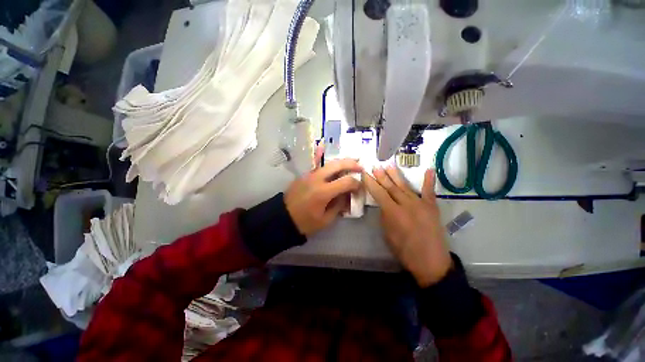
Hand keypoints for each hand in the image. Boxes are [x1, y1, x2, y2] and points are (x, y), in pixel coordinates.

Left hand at [285, 145, 361, 236]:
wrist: (283, 218)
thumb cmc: (305, 222)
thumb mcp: (326, 219)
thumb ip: (339, 205)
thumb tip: (347, 195)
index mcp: (323, 192)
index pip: (346, 182)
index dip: (356, 184)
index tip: (360, 188)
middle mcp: (316, 179)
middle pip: (337, 165)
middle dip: (351, 164)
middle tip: (360, 166)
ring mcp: (309, 175)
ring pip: (328, 163)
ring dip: (341, 161)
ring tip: (351, 161)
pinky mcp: (304, 175)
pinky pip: (317, 165)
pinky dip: (325, 160)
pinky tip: (327, 152)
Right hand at [363, 166, 451, 287]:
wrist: (430, 262)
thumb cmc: (404, 250)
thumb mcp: (388, 234)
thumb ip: (385, 216)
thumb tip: (384, 204)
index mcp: (393, 213)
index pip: (379, 193)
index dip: (371, 183)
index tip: (365, 174)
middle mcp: (406, 204)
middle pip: (391, 187)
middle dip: (382, 176)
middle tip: (376, 166)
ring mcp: (420, 204)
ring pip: (405, 186)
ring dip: (396, 175)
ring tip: (389, 165)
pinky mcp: (432, 207)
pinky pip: (429, 192)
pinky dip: (429, 181)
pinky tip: (429, 170)